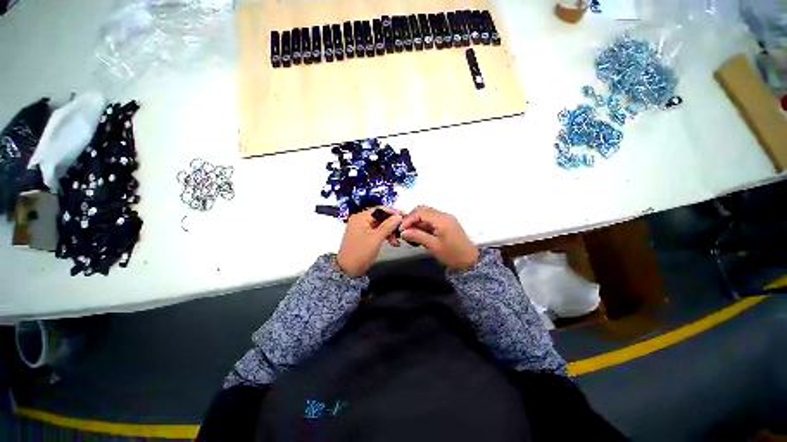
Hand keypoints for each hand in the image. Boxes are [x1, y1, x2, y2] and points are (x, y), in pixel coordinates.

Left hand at [336, 207, 403, 277]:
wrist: (347, 271)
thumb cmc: (360, 253)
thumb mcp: (376, 239)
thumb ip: (388, 226)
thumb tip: (398, 216)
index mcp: (360, 218)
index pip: (379, 209)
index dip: (392, 212)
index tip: (404, 216)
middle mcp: (360, 220)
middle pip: (380, 218)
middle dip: (392, 225)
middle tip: (402, 230)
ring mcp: (362, 229)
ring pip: (380, 226)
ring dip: (390, 232)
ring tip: (397, 241)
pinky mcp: (364, 236)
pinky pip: (377, 232)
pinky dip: (385, 236)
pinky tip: (392, 242)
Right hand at [400, 206, 479, 271]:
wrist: (470, 261)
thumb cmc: (452, 255)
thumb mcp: (434, 246)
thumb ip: (418, 236)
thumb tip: (403, 232)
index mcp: (441, 219)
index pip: (420, 212)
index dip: (408, 219)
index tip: (401, 230)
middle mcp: (443, 215)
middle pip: (422, 210)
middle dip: (411, 219)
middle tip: (405, 231)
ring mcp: (445, 218)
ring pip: (425, 214)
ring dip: (416, 222)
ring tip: (410, 235)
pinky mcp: (445, 223)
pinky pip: (430, 220)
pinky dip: (422, 225)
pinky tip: (418, 235)